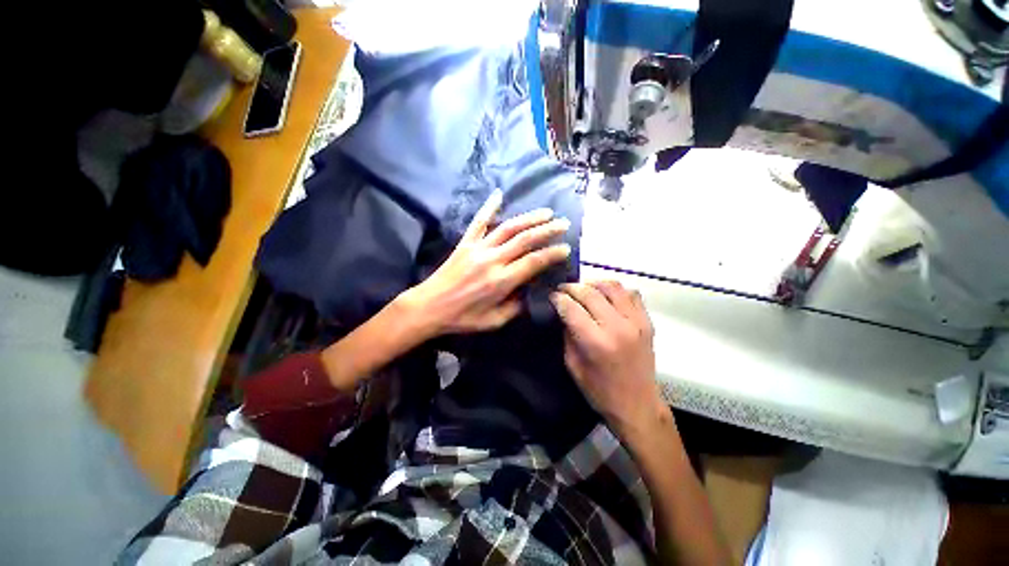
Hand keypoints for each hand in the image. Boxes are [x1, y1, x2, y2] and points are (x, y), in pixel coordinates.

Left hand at [403, 189, 570, 335]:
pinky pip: (478, 222)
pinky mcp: (465, 243)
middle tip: (563, 224)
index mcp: (501, 281)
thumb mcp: (494, 321)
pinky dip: (488, 207)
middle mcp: (493, 260)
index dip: (552, 254)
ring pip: (508, 228)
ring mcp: (478, 248)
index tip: (566, 248)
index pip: (534, 262)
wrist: (429, 307)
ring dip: (529, 218)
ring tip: (546, 212)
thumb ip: (515, 307)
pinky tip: (498, 194)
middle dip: (547, 230)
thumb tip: (529, 291)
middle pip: (525, 240)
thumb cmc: (462, 318)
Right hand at [551, 280, 668, 439]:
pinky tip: (606, 297)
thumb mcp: (573, 365)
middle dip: (571, 288)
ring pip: (612, 287)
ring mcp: (636, 322)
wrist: (638, 405)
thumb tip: (563, 312)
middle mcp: (618, 327)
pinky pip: (631, 294)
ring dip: (593, 284)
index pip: (572, 308)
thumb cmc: (600, 391)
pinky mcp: (647, 322)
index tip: (551, 296)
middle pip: (590, 293)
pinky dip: (616, 291)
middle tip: (562, 290)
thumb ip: (568, 335)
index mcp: (596, 342)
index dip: (558, 298)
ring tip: (583, 289)